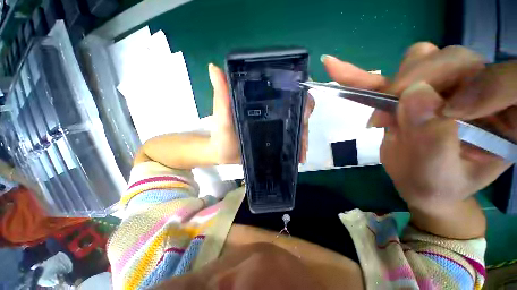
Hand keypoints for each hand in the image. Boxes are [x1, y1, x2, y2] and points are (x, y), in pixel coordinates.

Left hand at [207, 64, 314, 164]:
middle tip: (303, 130)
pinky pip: (292, 141)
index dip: (298, 90)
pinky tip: (300, 156)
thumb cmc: (222, 136)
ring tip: (302, 151)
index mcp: (262, 102)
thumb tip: (214, 67)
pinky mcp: (278, 141)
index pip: (284, 90)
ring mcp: (277, 127)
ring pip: (298, 126)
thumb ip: (221, 96)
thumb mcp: (222, 117)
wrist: (224, 157)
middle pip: (297, 108)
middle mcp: (273, 113)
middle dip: (305, 117)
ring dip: (303, 136)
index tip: (303, 99)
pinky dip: (298, 147)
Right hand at [322, 43, 511, 210]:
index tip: (442, 113)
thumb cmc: (434, 187)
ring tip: (381, 118)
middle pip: (451, 61)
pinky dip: (360, 73)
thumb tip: (415, 93)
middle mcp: (480, 90)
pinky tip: (335, 68)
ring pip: (420, 59)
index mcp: (505, 117)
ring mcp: (442, 85)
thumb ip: (434, 139)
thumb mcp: (437, 176)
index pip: (505, 81)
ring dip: (391, 85)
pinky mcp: (412, 89)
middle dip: (414, 86)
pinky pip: (388, 73)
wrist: (418, 184)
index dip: (480, 86)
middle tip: (389, 117)